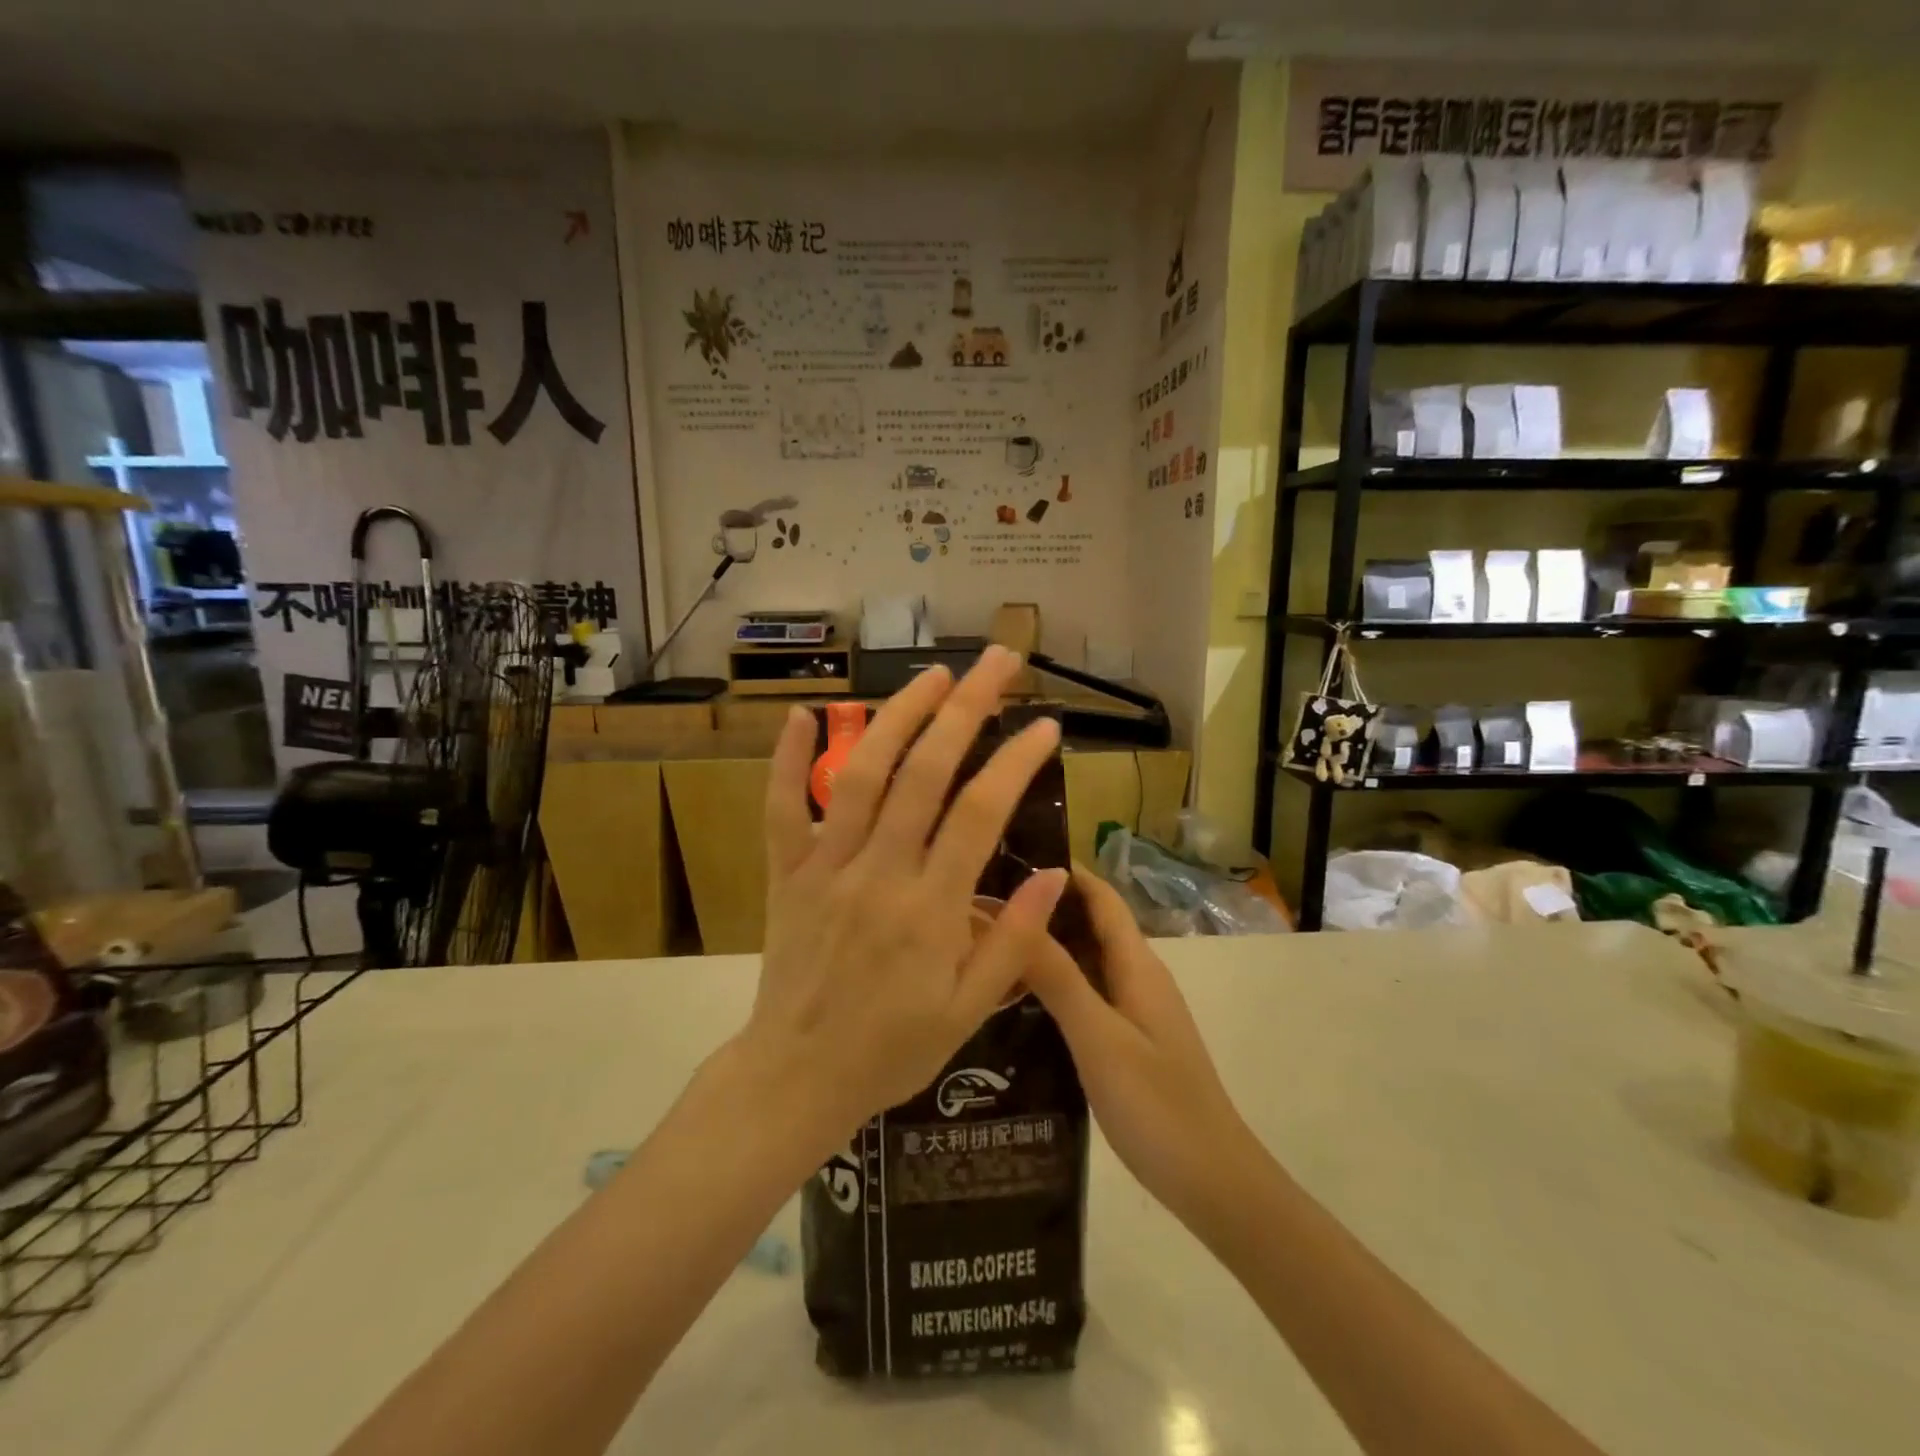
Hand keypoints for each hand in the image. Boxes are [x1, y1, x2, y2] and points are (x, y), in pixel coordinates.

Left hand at [742, 647, 1067, 1141]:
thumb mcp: (969, 1012)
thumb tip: (1055, 875)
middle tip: (997, 663)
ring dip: (897, 716)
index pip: (980, 814)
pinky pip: (780, 809)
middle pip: (924, 773)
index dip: (1015, 761)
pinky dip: (786, 759)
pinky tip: (801, 714)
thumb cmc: (893, 1049)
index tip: (1045, 724)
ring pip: (861, 775)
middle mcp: (878, 873)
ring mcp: (826, 867)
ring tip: (932, 675)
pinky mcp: (787, 873)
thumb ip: (1014, 943)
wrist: (797, 1077)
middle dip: (966, 709)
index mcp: (929, 910)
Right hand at [1024, 867, 1253, 1227]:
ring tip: (989, 944)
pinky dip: (1055, 985)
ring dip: (1047, 946)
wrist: (1215, 1183)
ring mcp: (1136, 1011)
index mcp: (1137, 965)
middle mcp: (1138, 977)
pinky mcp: (1129, 1041)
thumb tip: (1020, 910)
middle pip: (1091, 925)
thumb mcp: (1099, 1038)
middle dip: (1045, 907)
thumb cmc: (1158, 1105)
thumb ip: (1058, 977)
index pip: (1101, 896)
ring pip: (1087, 961)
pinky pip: (1088, 995)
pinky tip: (1017, 1001)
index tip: (1010, 855)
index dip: (1063, 870)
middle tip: (982, 903)